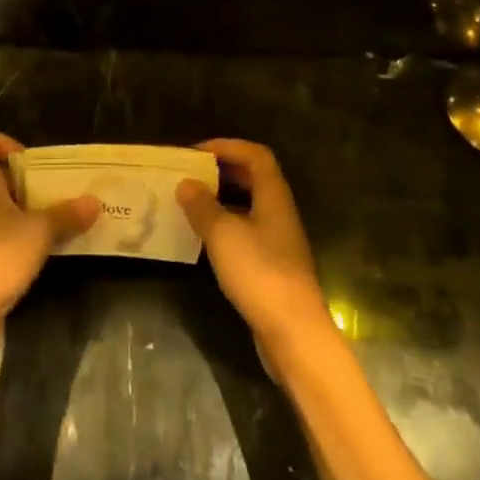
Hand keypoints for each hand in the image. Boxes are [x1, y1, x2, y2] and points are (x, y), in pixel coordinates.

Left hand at [0, 131, 97, 347]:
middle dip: (25, 177)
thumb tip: (95, 201)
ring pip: (1, 205)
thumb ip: (66, 215)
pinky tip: (50, 243)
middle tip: (57, 185)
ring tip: (63, 212)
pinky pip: (4, 232)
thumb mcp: (38, 233)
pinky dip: (25, 232)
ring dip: (29, 206)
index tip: (26, 156)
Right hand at [178, 140, 330, 355]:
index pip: (256, 155)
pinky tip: (202, 237)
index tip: (195, 152)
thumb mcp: (223, 234)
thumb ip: (203, 206)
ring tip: (188, 201)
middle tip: (188, 174)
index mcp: (274, 197)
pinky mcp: (270, 265)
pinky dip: (223, 225)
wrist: (293, 332)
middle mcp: (279, 212)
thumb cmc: (260, 273)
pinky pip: (245, 231)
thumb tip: (186, 184)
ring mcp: (277, 240)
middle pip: (253, 178)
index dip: (227, 146)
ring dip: (220, 199)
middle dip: (221, 171)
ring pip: (248, 206)